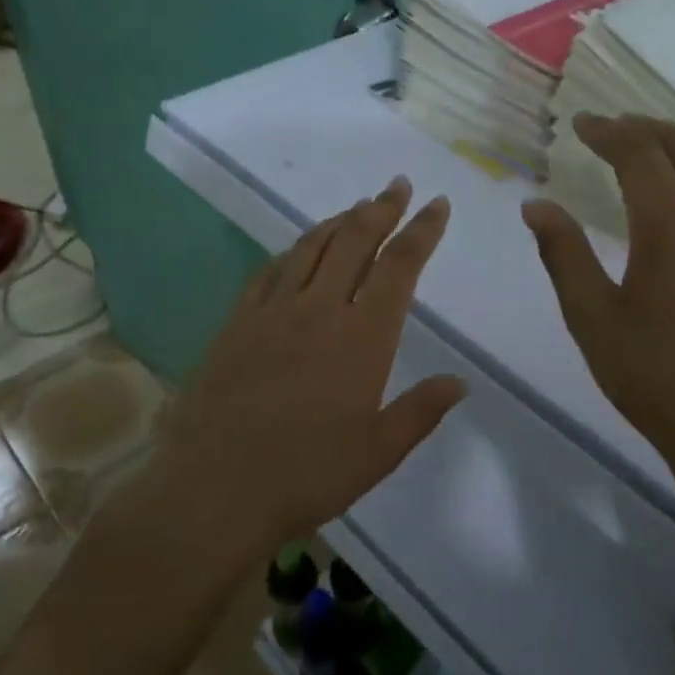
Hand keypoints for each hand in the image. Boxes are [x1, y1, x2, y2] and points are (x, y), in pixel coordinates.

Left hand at [157, 177, 465, 551]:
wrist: (215, 488)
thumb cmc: (307, 475)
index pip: (400, 267)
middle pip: (355, 240)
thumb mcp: (378, 452)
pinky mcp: (238, 322)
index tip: (437, 204)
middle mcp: (319, 310)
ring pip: (312, 246)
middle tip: (397, 185)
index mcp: (362, 337)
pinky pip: (270, 270)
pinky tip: (298, 250)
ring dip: (339, 220)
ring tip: (358, 207)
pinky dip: (294, 250)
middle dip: (381, 208)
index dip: (422, 231)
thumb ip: (421, 411)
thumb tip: (460, 382)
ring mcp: (273, 311)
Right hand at [522, 114, 674, 496]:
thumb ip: (563, 254)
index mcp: (673, 225)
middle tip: (615, 129)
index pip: (638, 153)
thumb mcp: (592, 319)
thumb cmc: (656, 378)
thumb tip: (535, 205)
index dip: (607, 132)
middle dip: (646, 130)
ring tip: (657, 149)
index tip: (583, 125)